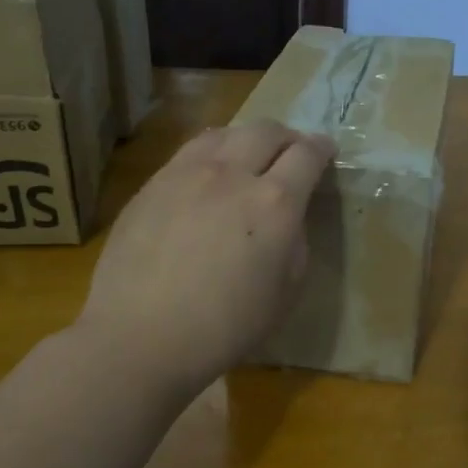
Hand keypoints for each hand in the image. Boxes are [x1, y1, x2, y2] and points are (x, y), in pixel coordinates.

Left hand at [75, 121, 335, 394]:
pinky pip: (190, 151)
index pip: (307, 155)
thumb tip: (287, 221)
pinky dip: (212, 151)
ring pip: (226, 132)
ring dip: (247, 138)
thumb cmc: (225, 327)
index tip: (327, 152)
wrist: (140, 337)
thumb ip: (295, 244)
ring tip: (249, 155)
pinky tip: (209, 172)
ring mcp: (186, 174)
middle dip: (288, 136)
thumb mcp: (285, 293)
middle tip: (292, 152)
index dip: (322, 148)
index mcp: (275, 203)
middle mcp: (233, 174)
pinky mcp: (153, 184)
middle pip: (267, 131)